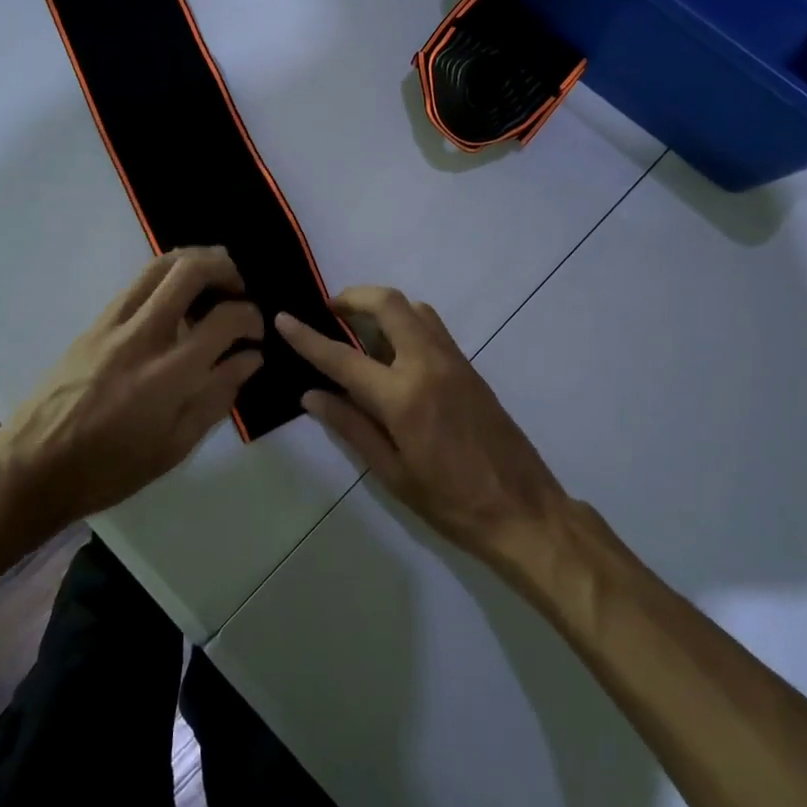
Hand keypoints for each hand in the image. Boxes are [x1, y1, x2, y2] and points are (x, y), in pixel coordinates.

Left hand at [0, 248, 263, 534]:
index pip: (225, 318)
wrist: (32, 467)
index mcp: (169, 374)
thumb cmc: (110, 469)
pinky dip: (166, 276)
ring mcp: (113, 323)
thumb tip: (250, 358)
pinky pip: (137, 283)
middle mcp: (143, 336)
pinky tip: (176, 299)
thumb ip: (218, 396)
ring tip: (212, 280)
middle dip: (225, 268)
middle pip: (190, 269)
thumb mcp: (175, 446)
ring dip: (194, 261)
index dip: (251, 317)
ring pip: (159, 264)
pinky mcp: (94, 323)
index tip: (256, 332)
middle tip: (239, 289)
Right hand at [276, 287, 567, 566]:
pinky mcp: (470, 367)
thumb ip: (351, 427)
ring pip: (415, 308)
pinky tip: (394, 352)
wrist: (524, 509)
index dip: (308, 337)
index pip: (343, 357)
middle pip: (389, 303)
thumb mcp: (392, 473)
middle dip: (354, 297)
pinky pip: (433, 326)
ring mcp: (454, 361)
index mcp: (403, 396)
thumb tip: (311, 396)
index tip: (283, 318)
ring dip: (383, 307)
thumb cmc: (450, 502)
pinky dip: (406, 322)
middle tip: (331, 312)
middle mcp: (428, 364)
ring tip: (360, 331)